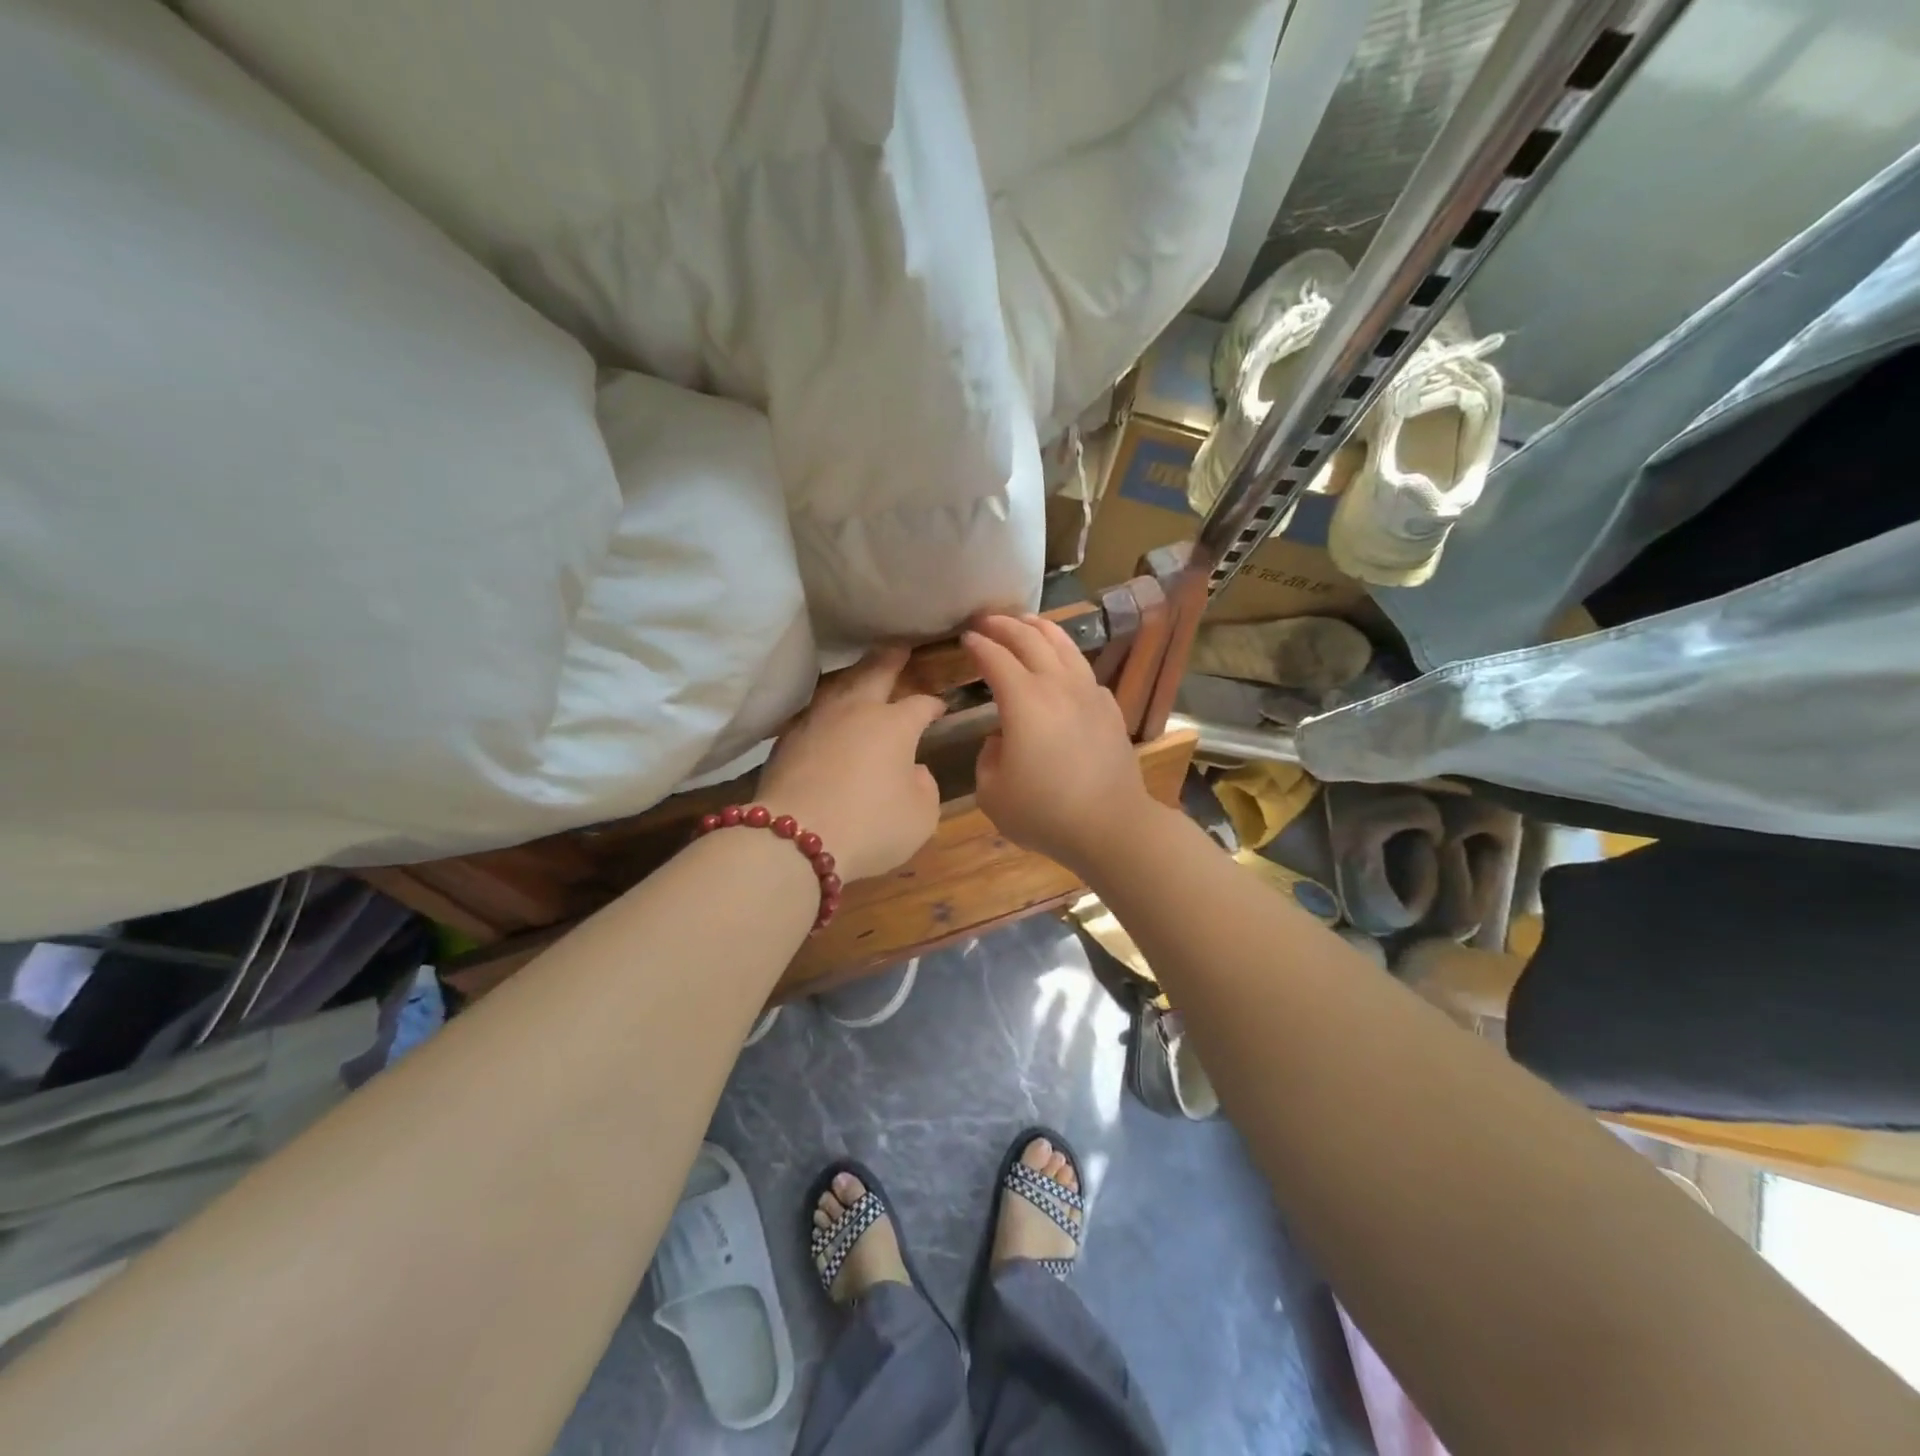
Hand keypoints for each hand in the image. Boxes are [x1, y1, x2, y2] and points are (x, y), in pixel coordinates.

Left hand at [757, 647, 945, 883]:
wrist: (795, 840)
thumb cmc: (871, 826)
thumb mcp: (921, 816)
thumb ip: (925, 787)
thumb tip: (913, 770)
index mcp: (894, 725)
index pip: (920, 705)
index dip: (932, 704)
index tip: (940, 707)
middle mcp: (856, 712)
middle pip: (875, 673)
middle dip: (891, 659)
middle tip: (899, 646)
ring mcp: (817, 721)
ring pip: (838, 686)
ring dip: (854, 676)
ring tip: (861, 673)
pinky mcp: (787, 740)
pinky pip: (812, 712)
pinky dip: (825, 708)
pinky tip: (826, 714)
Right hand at [963, 614, 1158, 876]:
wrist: (1111, 826)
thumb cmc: (1045, 813)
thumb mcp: (992, 794)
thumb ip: (987, 758)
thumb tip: (1001, 740)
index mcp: (1024, 700)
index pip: (995, 658)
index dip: (978, 645)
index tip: (965, 638)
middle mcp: (1057, 685)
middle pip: (1030, 640)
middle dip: (1005, 625)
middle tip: (987, 619)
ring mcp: (1089, 693)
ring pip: (1064, 646)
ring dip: (1041, 628)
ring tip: (1026, 621)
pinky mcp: (1109, 709)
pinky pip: (1084, 670)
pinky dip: (1067, 657)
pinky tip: (1063, 665)